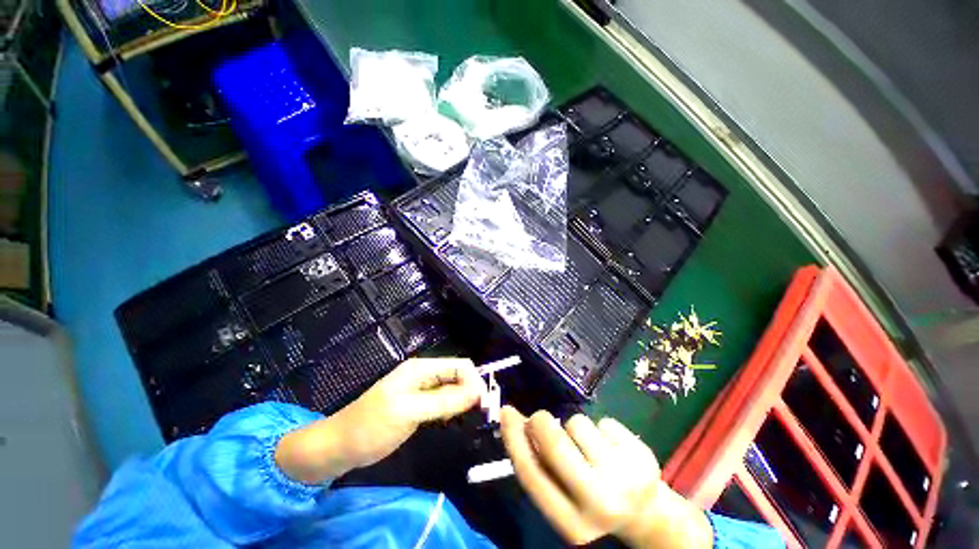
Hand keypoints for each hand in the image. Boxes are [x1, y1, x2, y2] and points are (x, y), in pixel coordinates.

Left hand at [276, 357, 485, 483]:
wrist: (340, 446)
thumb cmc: (371, 427)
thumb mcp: (409, 412)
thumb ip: (443, 400)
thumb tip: (477, 392)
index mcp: (422, 368)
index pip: (460, 365)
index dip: (474, 381)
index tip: (481, 404)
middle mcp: (424, 374)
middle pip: (458, 375)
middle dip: (470, 391)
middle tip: (475, 414)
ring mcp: (422, 389)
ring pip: (453, 388)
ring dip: (462, 400)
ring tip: (461, 418)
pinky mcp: (420, 404)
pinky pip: (444, 400)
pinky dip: (452, 408)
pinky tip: (449, 419)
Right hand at [500, 406, 712, 547]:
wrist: (646, 514)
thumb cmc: (592, 501)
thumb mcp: (562, 495)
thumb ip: (538, 464)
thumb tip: (516, 422)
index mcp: (570, 523)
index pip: (531, 474)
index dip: (514, 439)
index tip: (506, 411)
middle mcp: (598, 503)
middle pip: (554, 442)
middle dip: (541, 422)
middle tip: (543, 420)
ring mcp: (624, 477)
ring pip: (577, 423)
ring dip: (575, 428)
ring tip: (588, 447)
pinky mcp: (643, 456)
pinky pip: (603, 420)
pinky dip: (600, 428)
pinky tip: (611, 447)